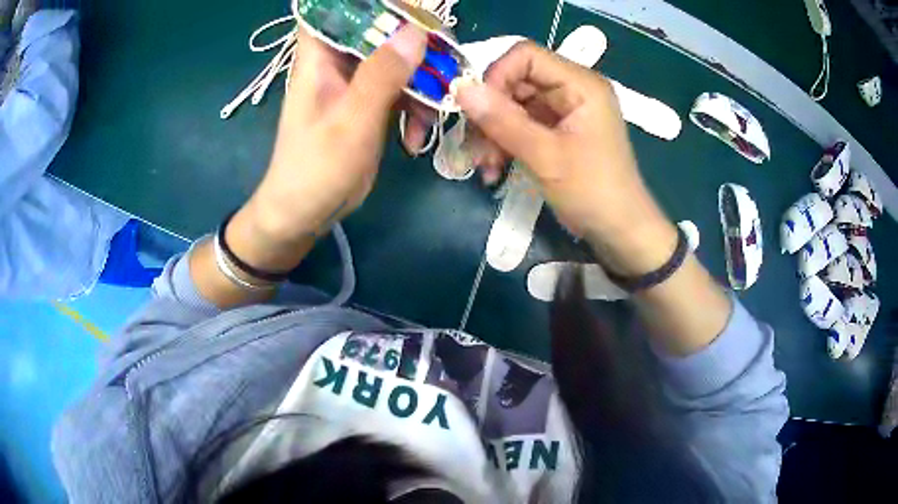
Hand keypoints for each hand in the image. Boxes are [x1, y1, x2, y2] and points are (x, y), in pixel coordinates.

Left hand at [228, 24, 427, 270]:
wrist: (305, 214)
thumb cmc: (315, 168)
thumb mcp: (350, 121)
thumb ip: (381, 75)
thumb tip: (415, 30)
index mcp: (319, 56)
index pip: (339, 10)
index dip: (375, 5)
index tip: (412, 10)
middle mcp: (338, 62)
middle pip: (381, 30)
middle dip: (416, 44)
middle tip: (444, 62)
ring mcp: (357, 82)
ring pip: (399, 61)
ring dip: (423, 84)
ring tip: (430, 118)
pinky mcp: (371, 103)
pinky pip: (403, 90)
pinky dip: (415, 109)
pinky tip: (415, 139)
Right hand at [455, 41, 677, 276]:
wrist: (620, 232)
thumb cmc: (592, 192)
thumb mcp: (546, 156)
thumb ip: (503, 120)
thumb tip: (460, 89)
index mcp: (581, 84)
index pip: (526, 56)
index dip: (495, 76)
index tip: (477, 110)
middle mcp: (573, 89)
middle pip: (516, 81)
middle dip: (490, 113)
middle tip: (474, 147)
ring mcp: (565, 111)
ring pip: (514, 105)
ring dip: (493, 133)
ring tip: (484, 166)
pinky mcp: (559, 132)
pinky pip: (522, 126)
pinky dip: (505, 144)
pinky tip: (494, 170)